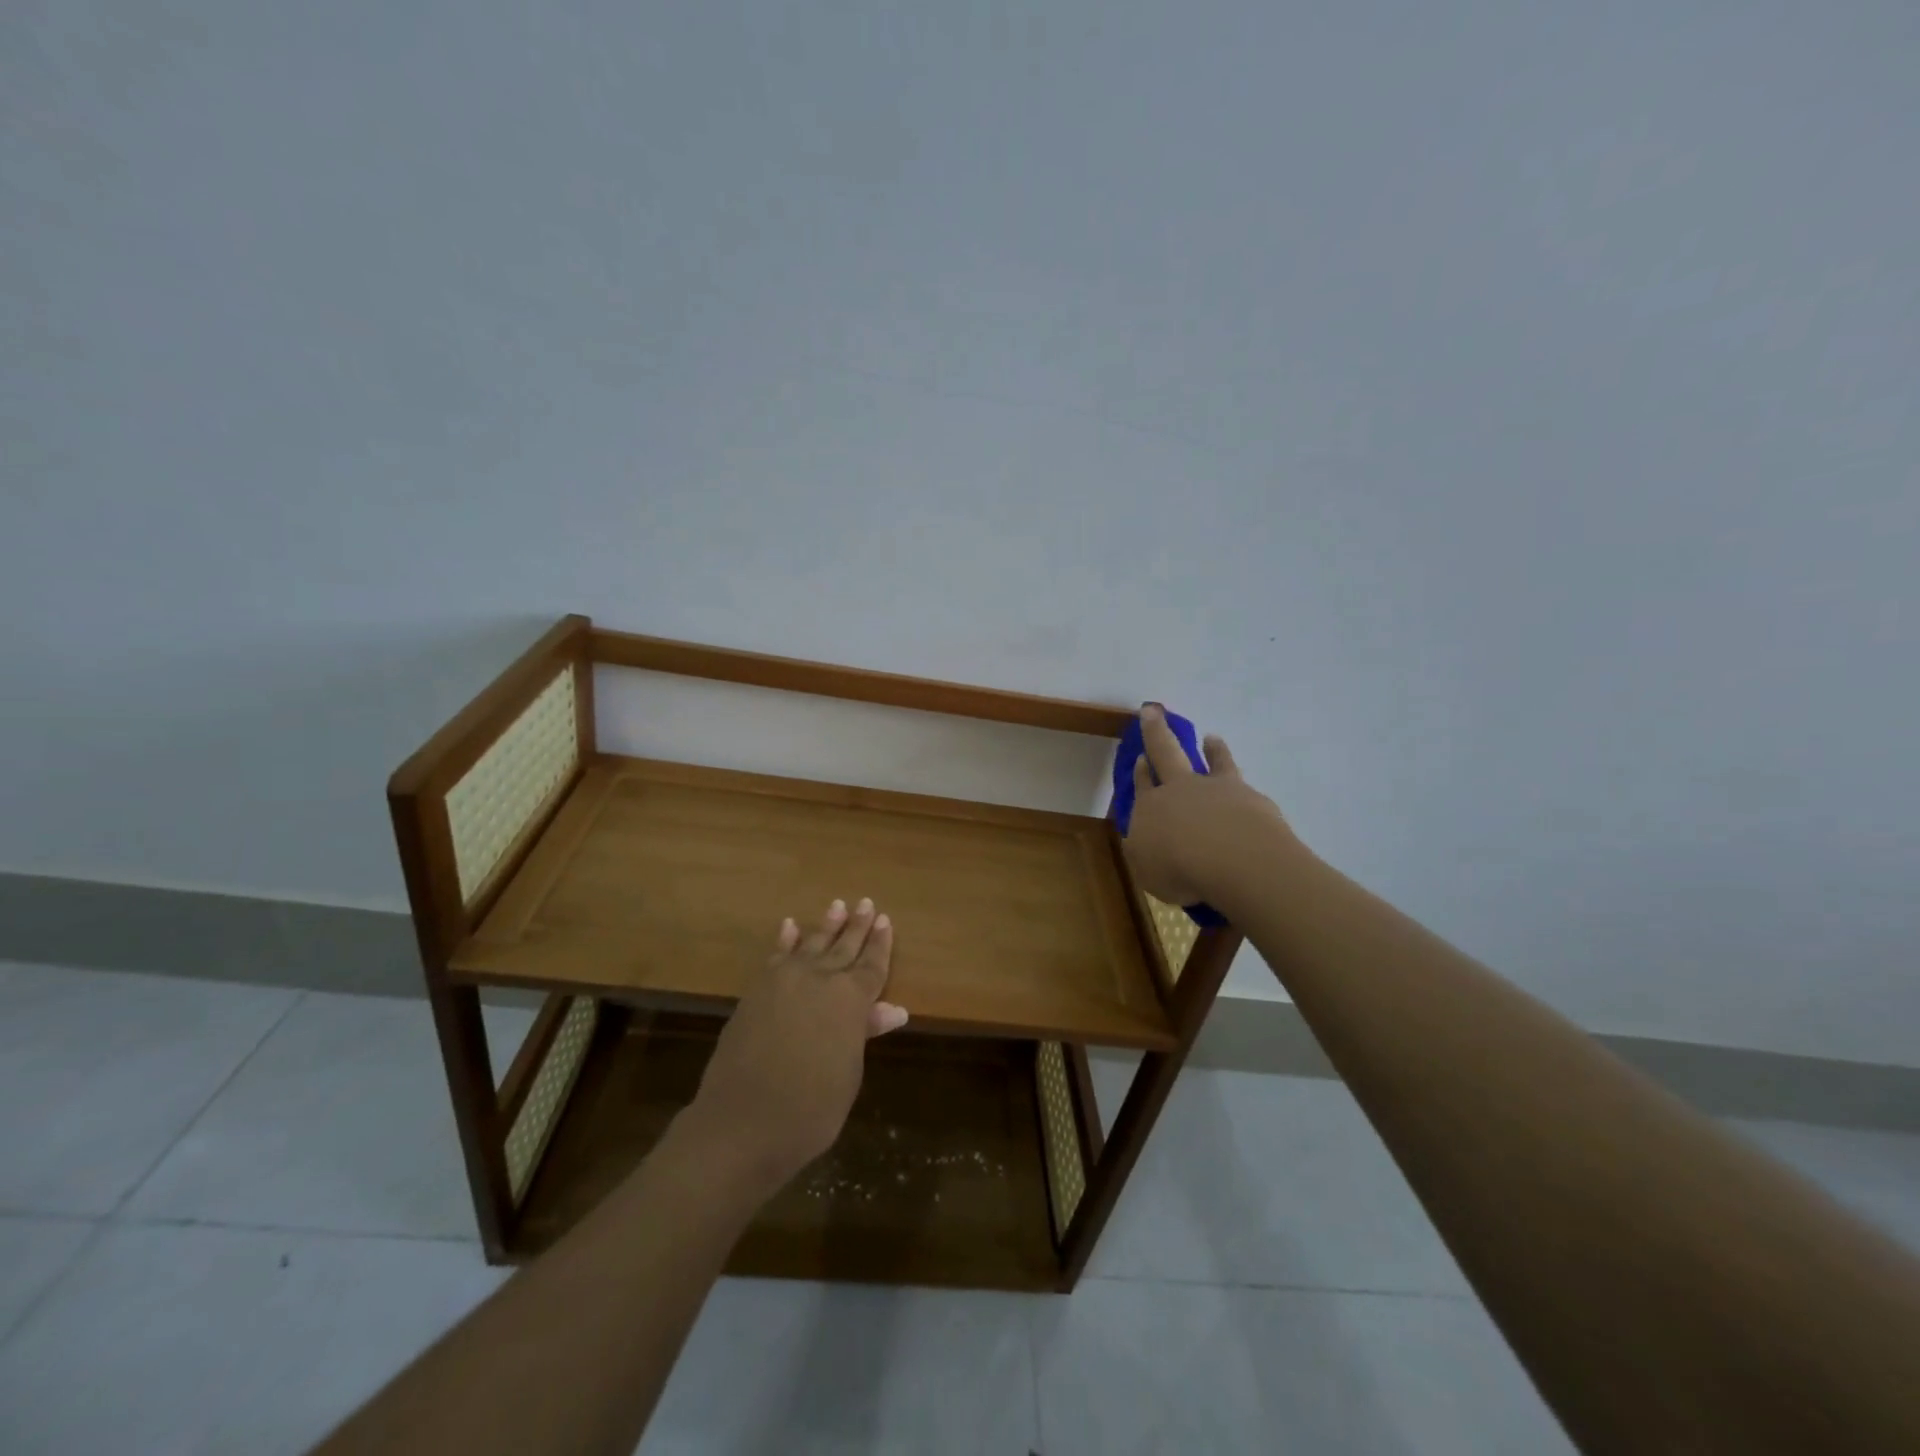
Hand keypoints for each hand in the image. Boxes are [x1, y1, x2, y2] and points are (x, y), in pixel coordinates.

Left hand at [684, 899, 907, 1198]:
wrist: (741, 1123)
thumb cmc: (809, 1109)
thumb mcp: (848, 1074)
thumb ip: (864, 1033)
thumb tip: (894, 1009)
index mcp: (850, 1000)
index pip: (872, 966)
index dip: (880, 945)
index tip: (885, 920)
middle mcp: (820, 980)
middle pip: (844, 948)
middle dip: (856, 926)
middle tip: (865, 903)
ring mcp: (784, 981)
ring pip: (811, 945)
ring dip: (826, 926)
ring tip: (837, 905)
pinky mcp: (756, 991)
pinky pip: (776, 956)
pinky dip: (785, 940)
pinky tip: (790, 926)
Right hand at [1123, 704, 1296, 906]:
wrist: (1234, 860)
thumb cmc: (1179, 869)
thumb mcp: (1147, 870)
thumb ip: (1144, 852)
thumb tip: (1141, 840)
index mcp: (1151, 807)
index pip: (1143, 784)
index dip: (1140, 771)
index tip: (1140, 757)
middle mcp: (1182, 789)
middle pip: (1167, 753)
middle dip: (1157, 731)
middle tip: (1153, 711)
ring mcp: (1219, 790)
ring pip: (1214, 761)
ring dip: (1212, 749)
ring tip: (1212, 738)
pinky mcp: (1252, 800)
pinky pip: (1244, 788)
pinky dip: (1242, 788)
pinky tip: (1247, 795)